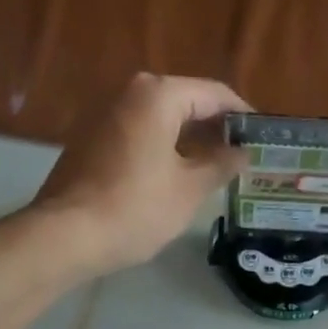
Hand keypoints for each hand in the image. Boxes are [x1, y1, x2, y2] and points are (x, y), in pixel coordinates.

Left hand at [32, 73, 248, 275]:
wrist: (65, 236)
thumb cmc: (135, 208)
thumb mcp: (189, 190)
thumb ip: (220, 165)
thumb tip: (242, 153)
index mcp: (157, 95)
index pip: (214, 93)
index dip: (242, 115)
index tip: (262, 138)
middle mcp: (128, 92)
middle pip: (185, 102)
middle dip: (214, 128)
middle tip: (241, 157)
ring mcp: (103, 114)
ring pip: (160, 119)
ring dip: (189, 140)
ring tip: (215, 170)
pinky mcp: (89, 139)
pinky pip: (138, 134)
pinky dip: (162, 148)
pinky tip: (176, 176)